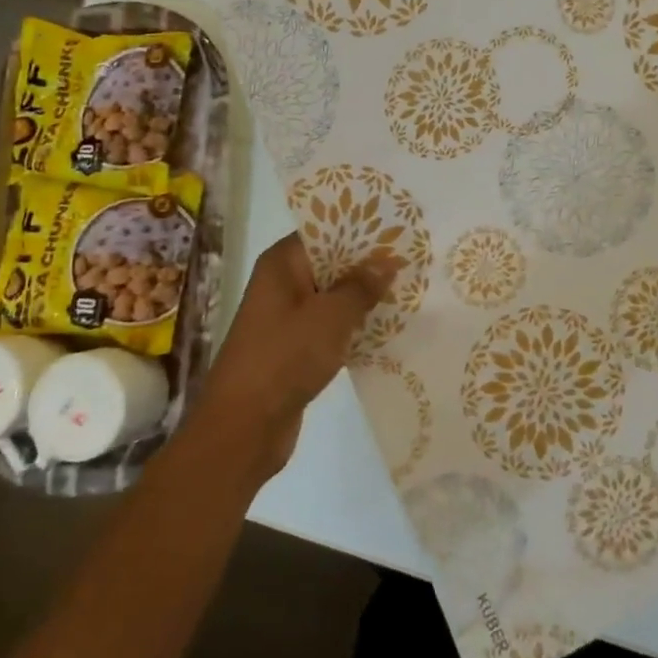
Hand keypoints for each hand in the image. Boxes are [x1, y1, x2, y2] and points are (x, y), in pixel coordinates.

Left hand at [198, 234, 396, 477]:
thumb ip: (360, 286)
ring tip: (409, 290)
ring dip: (363, 297)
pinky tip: (387, 328)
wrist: (244, 427)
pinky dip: (353, 326)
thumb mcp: (330, 317)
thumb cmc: (285, 358)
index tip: (398, 230)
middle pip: (330, 263)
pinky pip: (330, 326)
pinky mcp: (294, 349)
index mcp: (281, 264)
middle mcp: (281, 284)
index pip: (325, 232)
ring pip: (332, 297)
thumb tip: (386, 261)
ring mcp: (286, 318)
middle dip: (367, 264)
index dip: (360, 230)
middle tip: (413, 260)